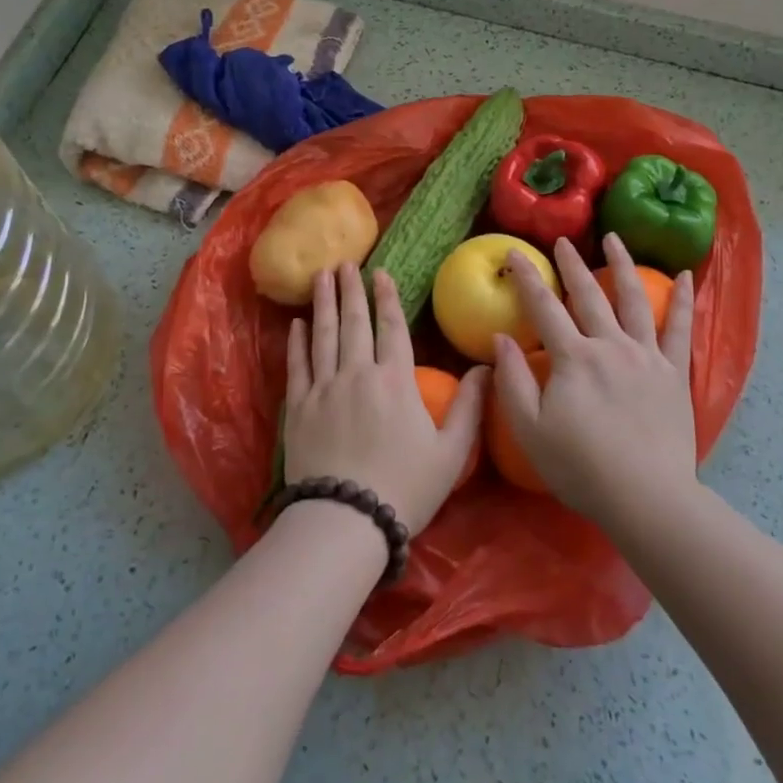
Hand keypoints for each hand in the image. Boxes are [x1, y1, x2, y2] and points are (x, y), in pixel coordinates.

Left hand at [283, 264, 486, 534]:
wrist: (346, 519)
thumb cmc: (406, 487)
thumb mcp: (451, 452)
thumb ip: (470, 406)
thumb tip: (486, 366)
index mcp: (396, 381)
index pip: (392, 328)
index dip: (387, 298)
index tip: (380, 273)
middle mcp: (358, 374)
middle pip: (354, 322)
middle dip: (351, 289)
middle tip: (344, 263)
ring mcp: (324, 388)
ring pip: (323, 335)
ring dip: (323, 303)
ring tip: (321, 276)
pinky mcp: (299, 408)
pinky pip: (297, 365)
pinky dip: (297, 342)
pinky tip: (297, 323)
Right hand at [493, 234, 696, 522]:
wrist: (647, 498)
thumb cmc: (581, 468)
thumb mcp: (530, 430)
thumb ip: (511, 381)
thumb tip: (500, 338)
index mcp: (573, 358)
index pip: (543, 307)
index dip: (527, 278)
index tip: (514, 253)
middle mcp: (610, 345)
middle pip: (588, 295)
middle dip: (572, 264)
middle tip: (562, 241)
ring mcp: (646, 356)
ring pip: (634, 299)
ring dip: (622, 265)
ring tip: (614, 238)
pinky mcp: (674, 373)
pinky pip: (680, 329)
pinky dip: (684, 301)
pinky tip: (687, 277)